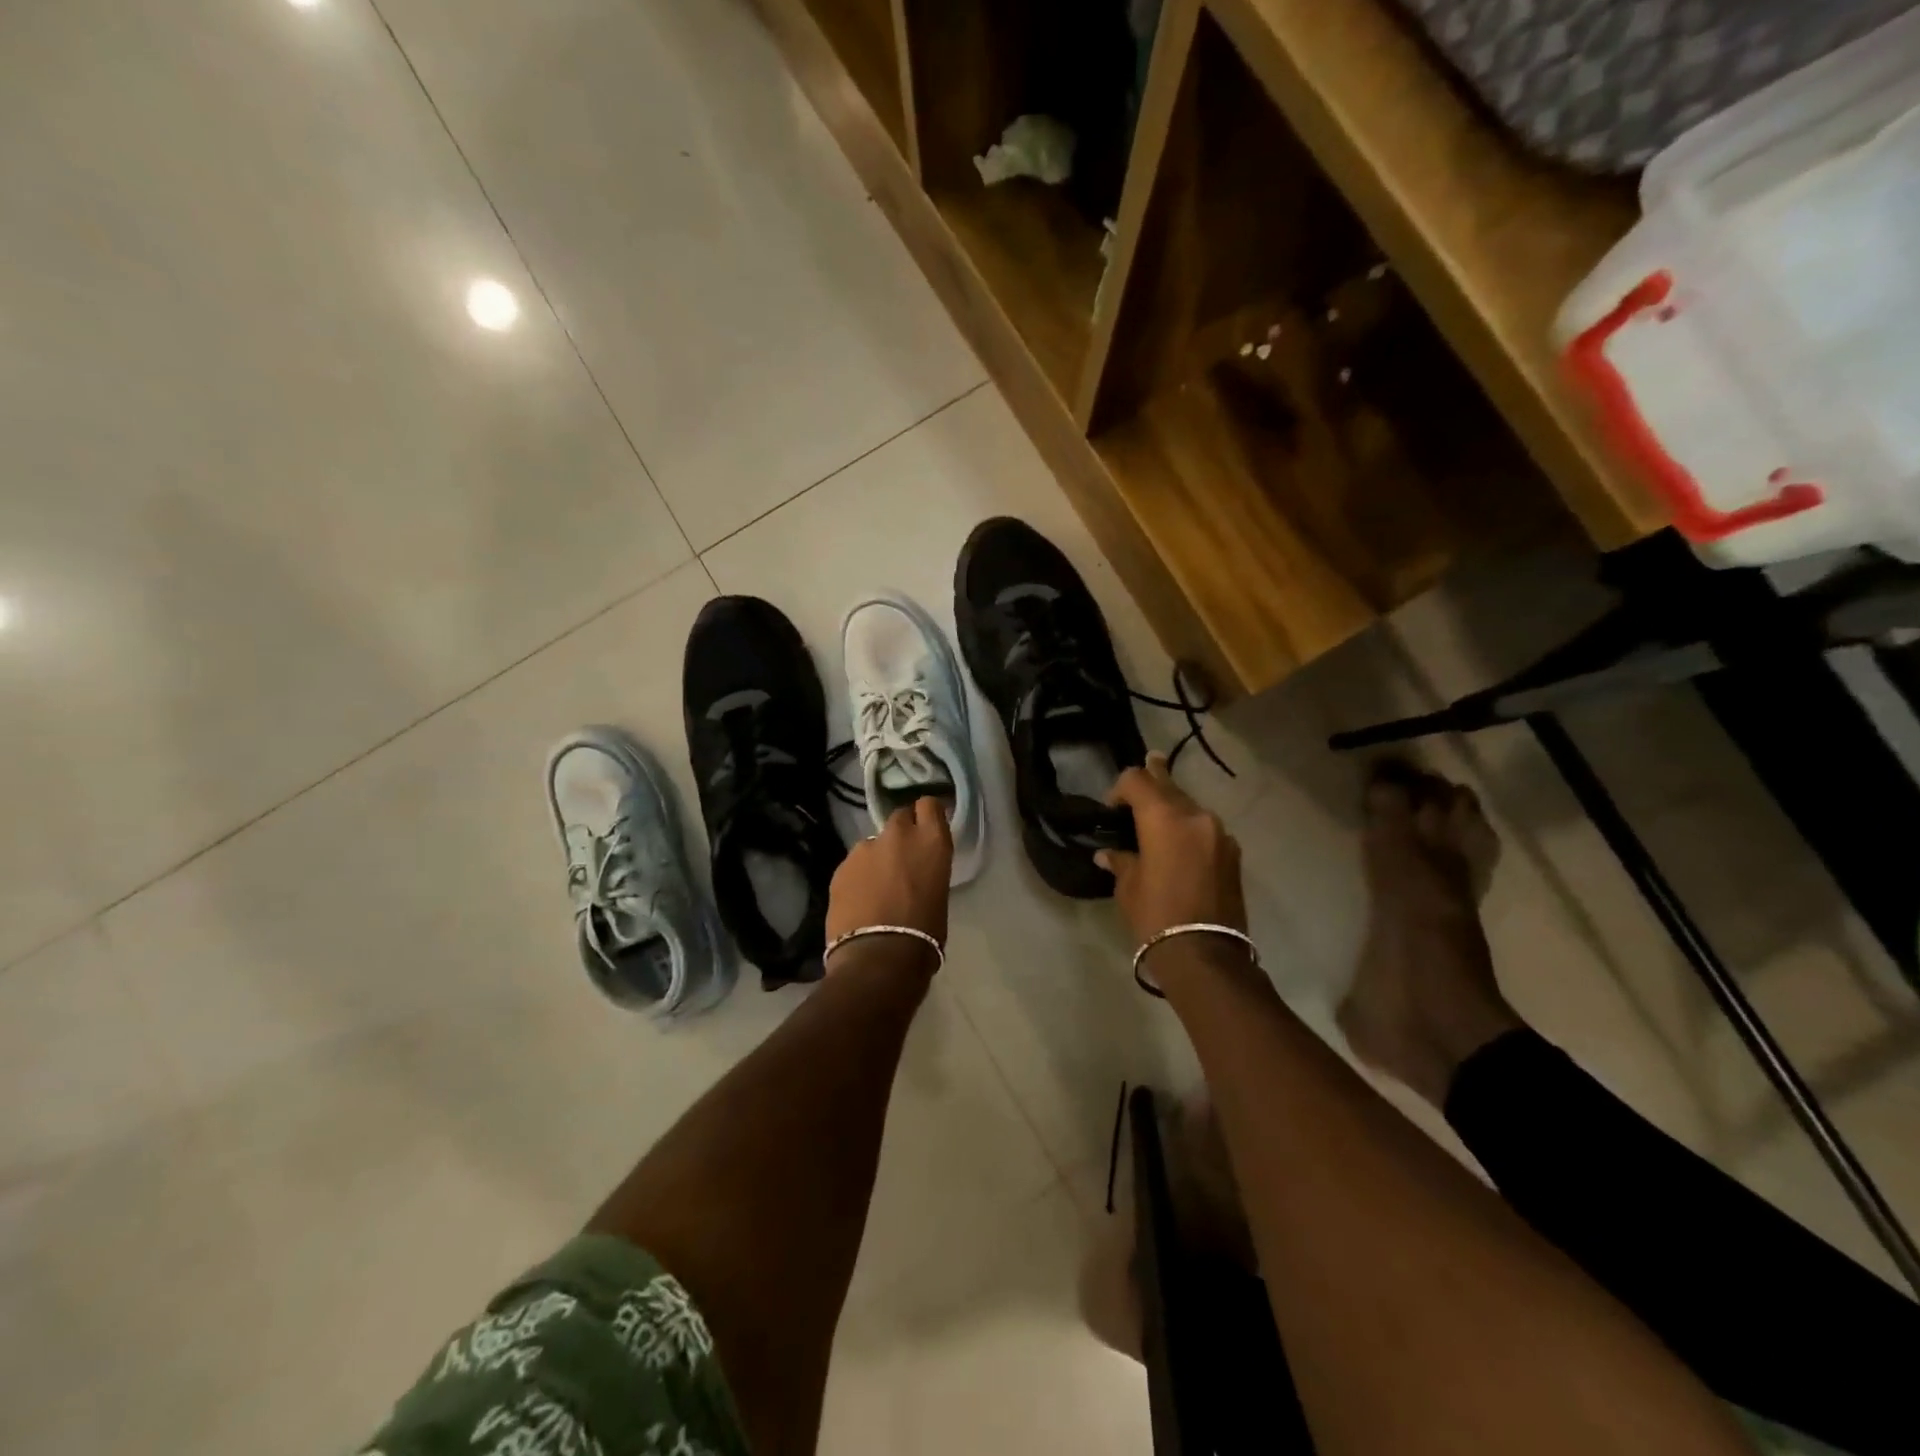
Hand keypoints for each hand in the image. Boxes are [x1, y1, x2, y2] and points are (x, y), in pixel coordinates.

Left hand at [826, 797, 952, 948]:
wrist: (879, 957)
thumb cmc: (924, 933)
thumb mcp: (939, 894)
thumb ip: (927, 871)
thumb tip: (915, 873)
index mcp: (931, 841)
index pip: (930, 805)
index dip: (927, 815)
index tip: (928, 829)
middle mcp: (898, 835)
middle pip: (900, 817)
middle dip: (901, 833)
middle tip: (902, 858)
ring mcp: (864, 848)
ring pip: (872, 843)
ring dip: (877, 857)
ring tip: (876, 888)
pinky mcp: (840, 867)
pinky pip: (853, 865)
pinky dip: (857, 877)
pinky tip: (859, 901)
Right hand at [1099, 753, 1246, 945]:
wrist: (1205, 955)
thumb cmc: (1156, 916)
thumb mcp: (1128, 887)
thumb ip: (1121, 860)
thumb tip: (1108, 854)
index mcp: (1164, 818)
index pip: (1138, 780)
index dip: (1120, 788)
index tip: (1112, 809)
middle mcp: (1196, 816)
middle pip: (1169, 786)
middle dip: (1153, 780)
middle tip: (1148, 765)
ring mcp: (1219, 833)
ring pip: (1190, 806)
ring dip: (1174, 807)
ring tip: (1159, 818)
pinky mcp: (1233, 853)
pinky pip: (1206, 829)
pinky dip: (1190, 828)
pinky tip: (1181, 846)